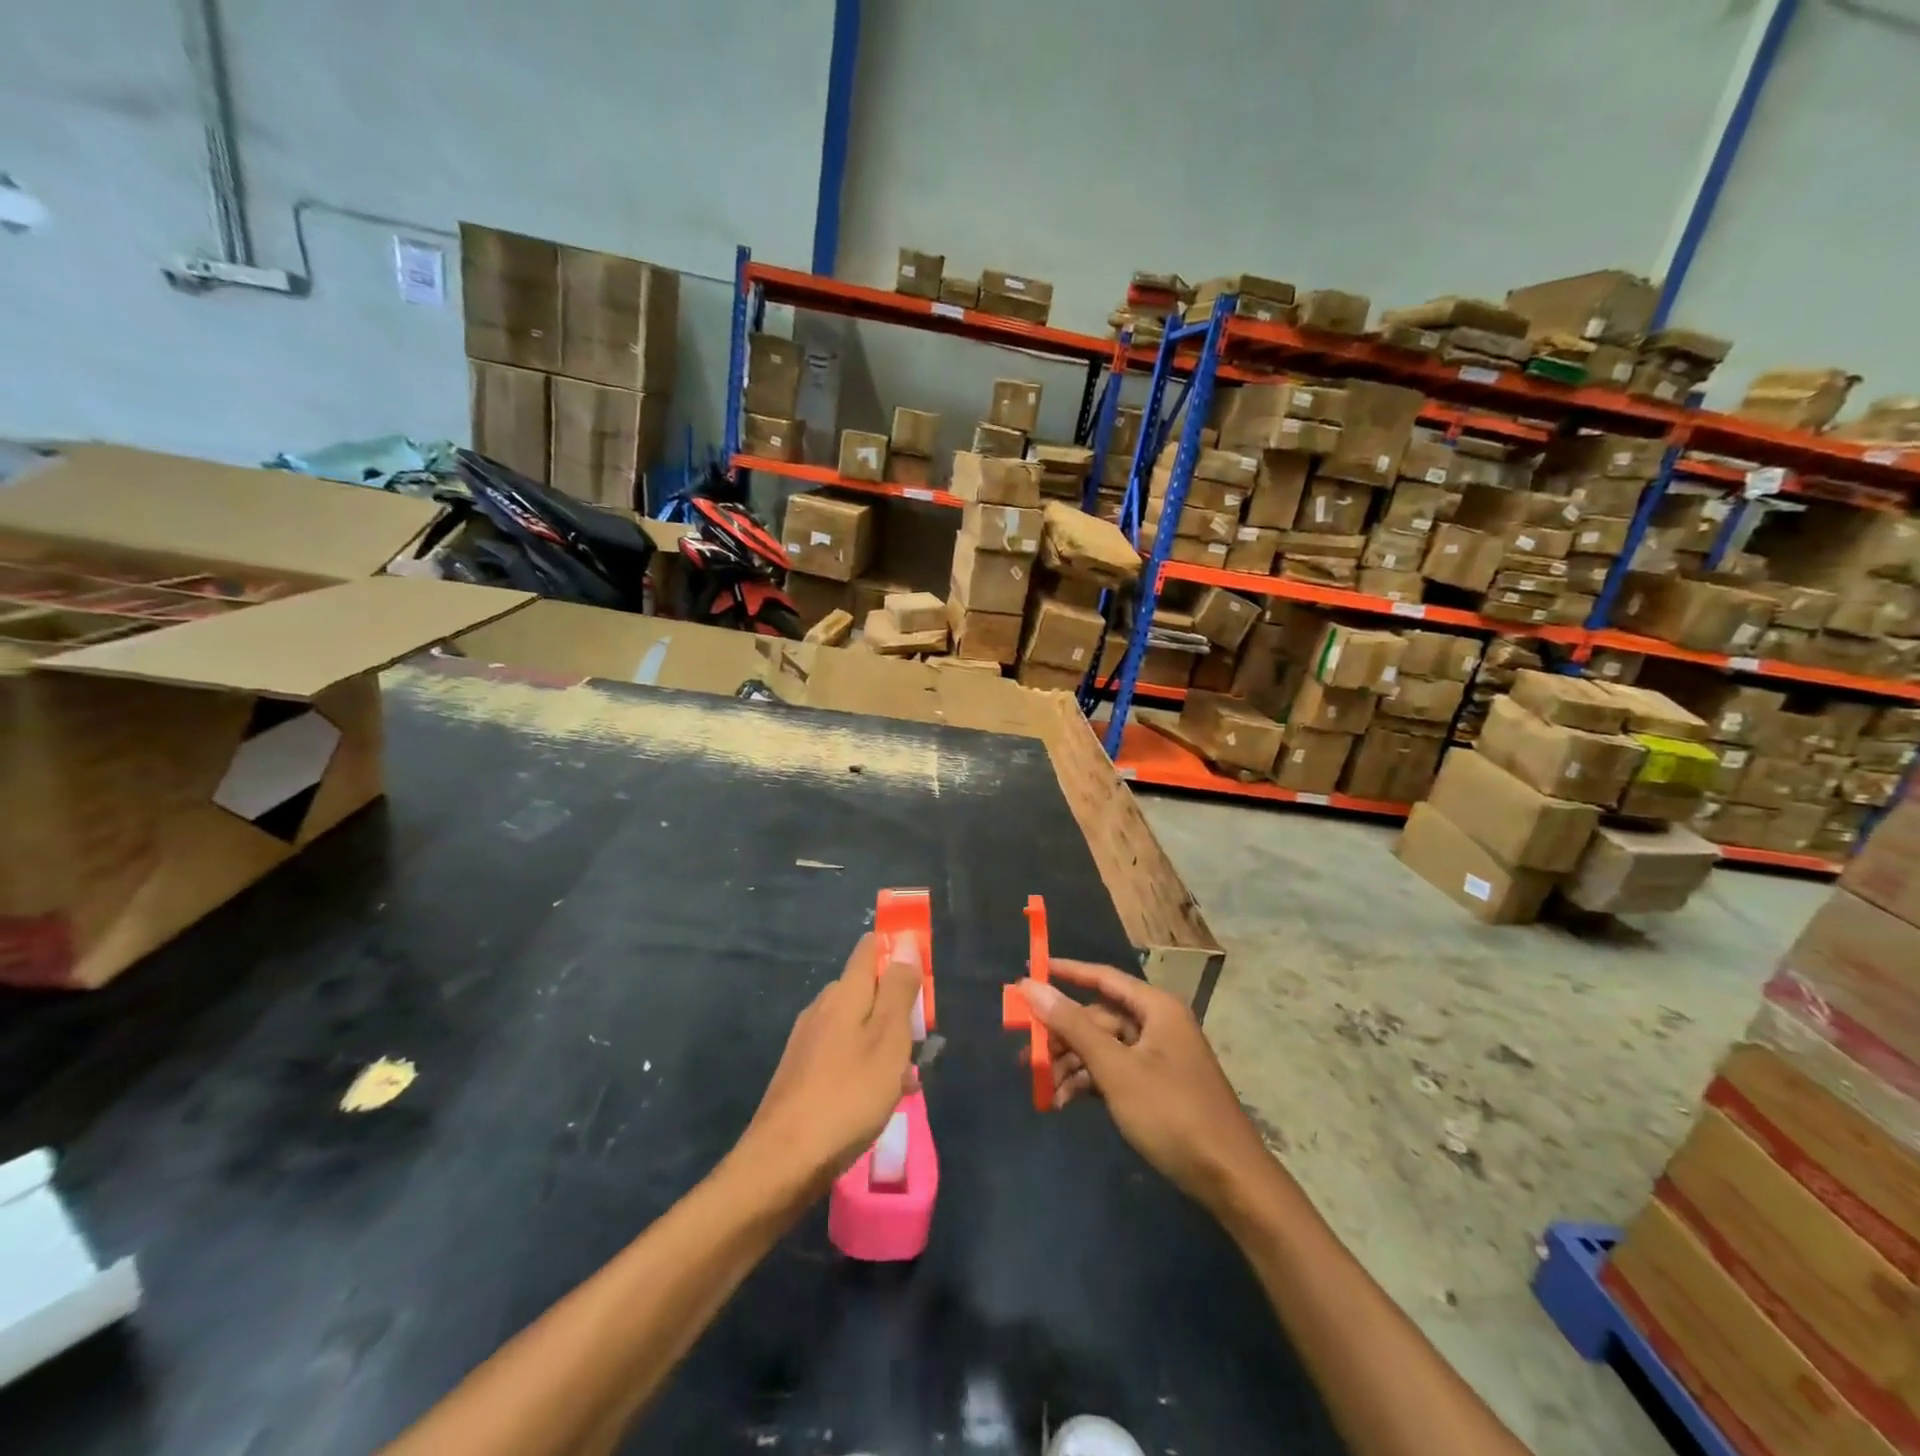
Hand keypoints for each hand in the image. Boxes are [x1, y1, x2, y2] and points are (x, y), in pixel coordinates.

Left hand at [740, 933, 921, 1195]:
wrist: (783, 1162)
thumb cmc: (848, 1096)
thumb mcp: (888, 1040)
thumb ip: (899, 990)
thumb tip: (906, 941)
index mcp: (844, 993)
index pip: (870, 948)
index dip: (898, 950)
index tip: (924, 972)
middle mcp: (822, 1008)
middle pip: (866, 988)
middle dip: (897, 1004)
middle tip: (923, 1037)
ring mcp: (808, 1041)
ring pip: (857, 1024)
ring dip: (885, 1039)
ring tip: (909, 1076)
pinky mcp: (801, 1073)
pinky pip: (843, 1053)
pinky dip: (867, 1064)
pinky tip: (880, 1097)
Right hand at [1020, 961, 1270, 1210]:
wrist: (1229, 1180)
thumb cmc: (1172, 1114)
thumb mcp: (1116, 1069)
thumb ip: (1072, 1026)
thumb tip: (1031, 987)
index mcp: (1155, 1008)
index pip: (1102, 977)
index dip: (1065, 972)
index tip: (1028, 972)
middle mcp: (1157, 1024)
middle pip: (1098, 1017)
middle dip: (1061, 1035)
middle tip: (1025, 1051)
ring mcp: (1157, 1056)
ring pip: (1102, 1047)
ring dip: (1071, 1064)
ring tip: (1040, 1086)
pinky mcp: (1156, 1086)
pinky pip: (1113, 1071)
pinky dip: (1088, 1083)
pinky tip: (1062, 1102)